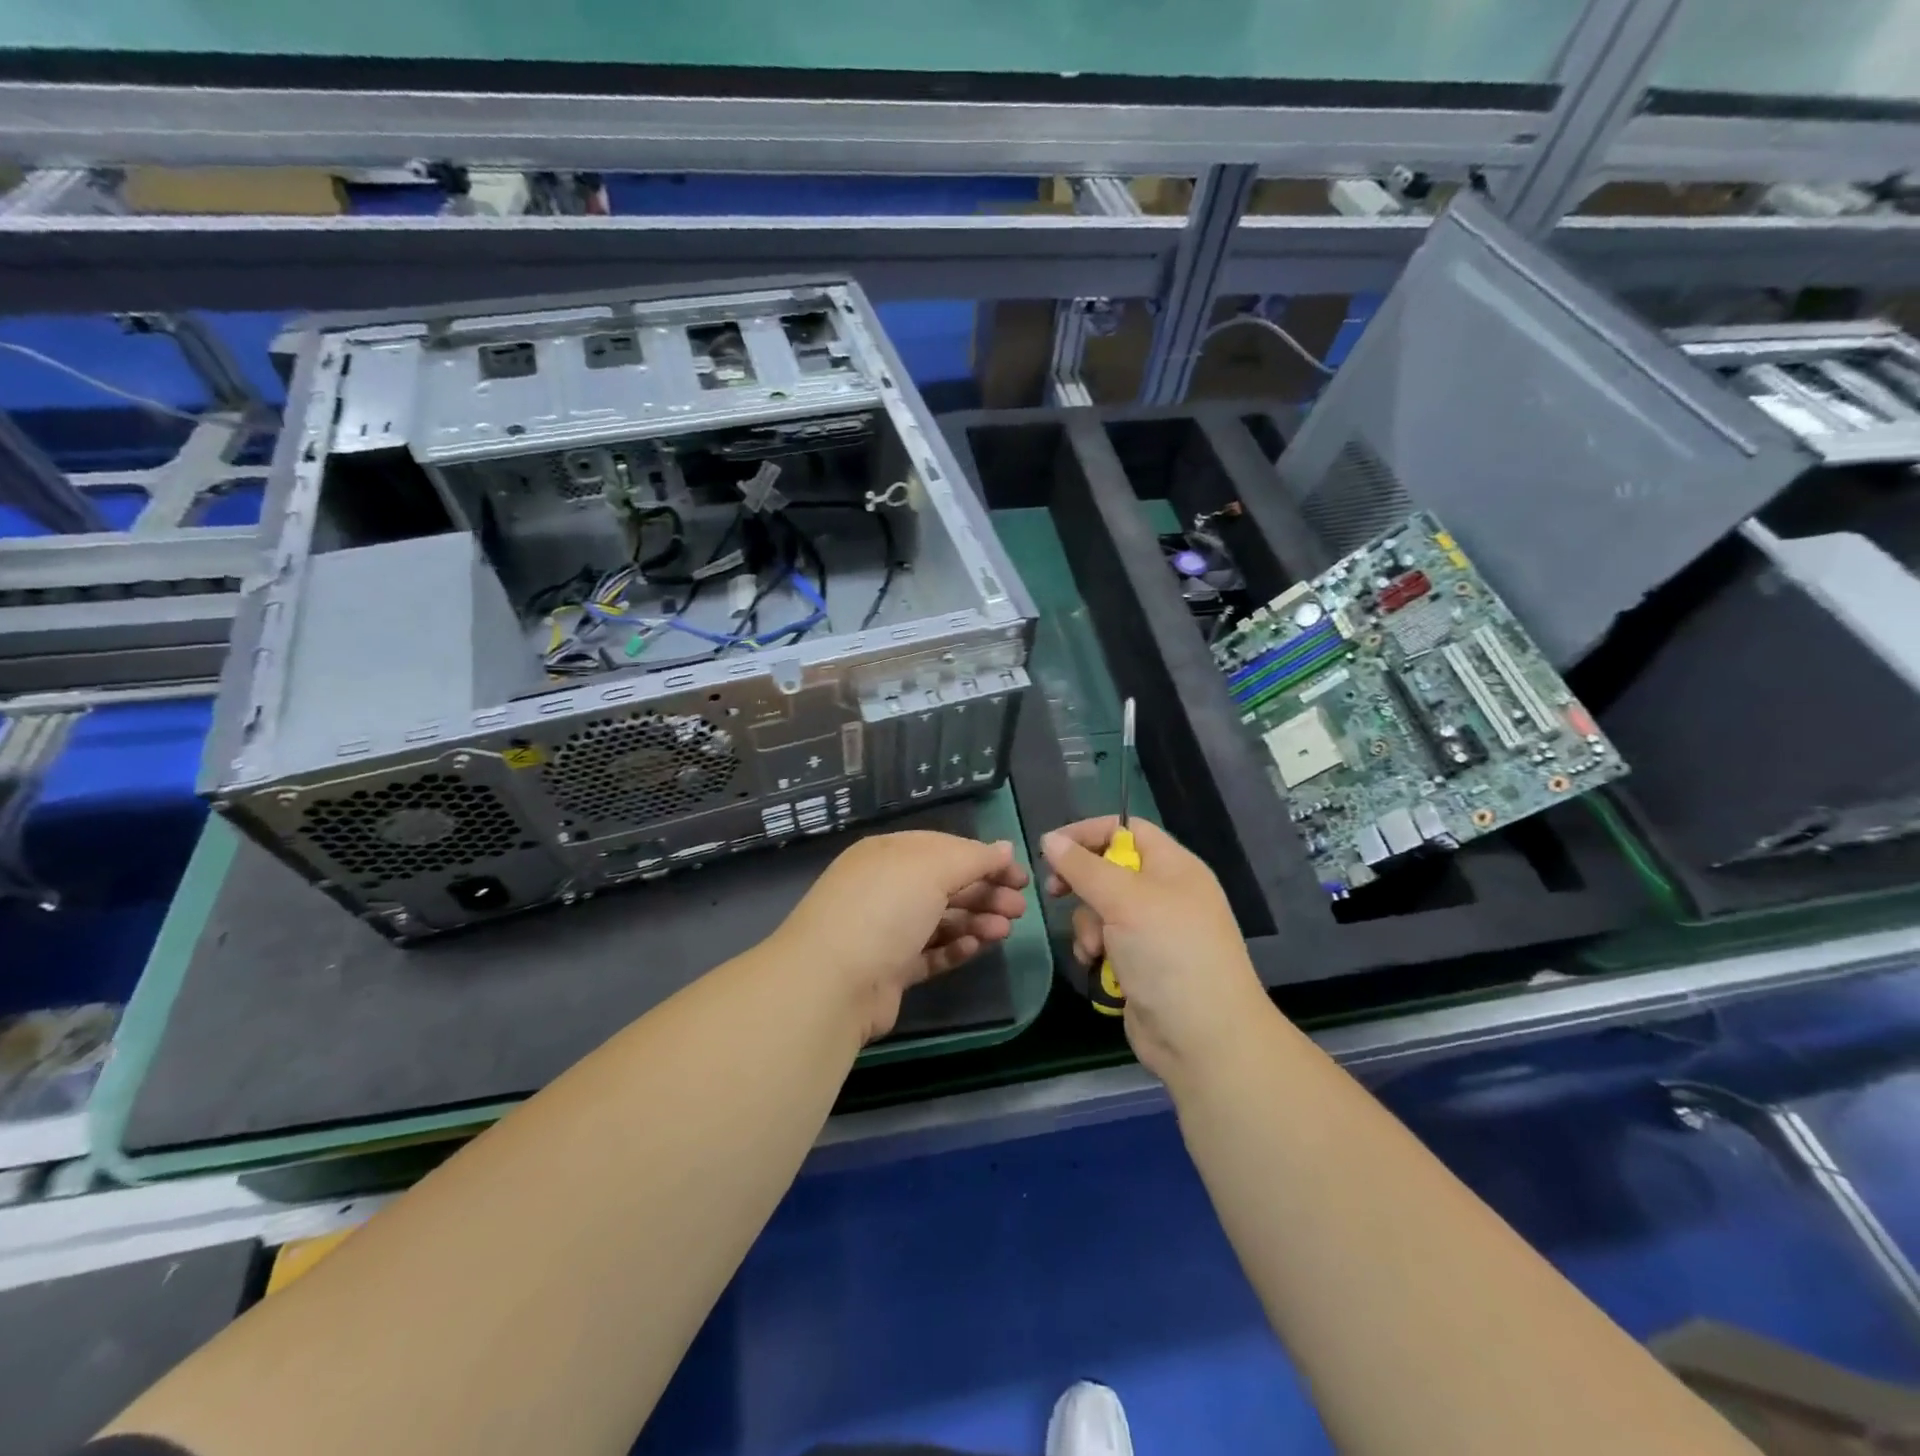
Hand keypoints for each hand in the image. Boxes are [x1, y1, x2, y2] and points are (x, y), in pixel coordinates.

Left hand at [777, 831, 1030, 1042]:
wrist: (832, 984)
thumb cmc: (884, 909)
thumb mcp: (932, 868)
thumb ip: (973, 857)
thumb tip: (1004, 849)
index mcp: (889, 854)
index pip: (945, 848)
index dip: (984, 859)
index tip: (1019, 875)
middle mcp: (885, 887)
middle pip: (945, 885)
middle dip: (985, 892)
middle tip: (1020, 908)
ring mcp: (885, 930)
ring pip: (940, 920)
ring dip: (975, 921)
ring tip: (1004, 930)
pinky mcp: (889, 970)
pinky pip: (930, 953)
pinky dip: (955, 949)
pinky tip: (977, 948)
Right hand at [1041, 817, 1269, 1081]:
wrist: (1203, 1037)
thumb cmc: (1169, 953)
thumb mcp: (1124, 899)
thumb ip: (1084, 867)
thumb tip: (1050, 839)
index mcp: (1173, 867)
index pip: (1127, 829)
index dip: (1089, 832)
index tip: (1051, 846)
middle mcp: (1164, 893)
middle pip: (1108, 869)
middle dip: (1081, 883)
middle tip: (1055, 891)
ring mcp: (1152, 931)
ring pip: (1100, 908)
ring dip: (1087, 925)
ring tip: (1094, 949)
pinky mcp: (1140, 963)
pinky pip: (1104, 941)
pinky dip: (1095, 950)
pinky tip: (1096, 966)